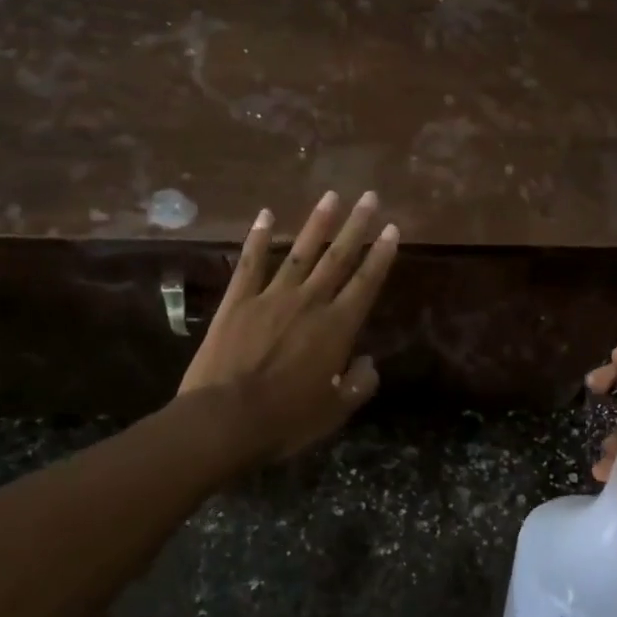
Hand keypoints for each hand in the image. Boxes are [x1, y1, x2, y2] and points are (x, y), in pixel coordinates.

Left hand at [179, 190, 397, 458]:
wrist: (224, 420)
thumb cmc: (285, 420)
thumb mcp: (334, 411)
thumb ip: (359, 384)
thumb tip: (368, 362)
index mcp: (337, 329)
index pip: (366, 283)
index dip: (381, 255)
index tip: (392, 229)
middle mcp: (309, 303)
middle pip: (338, 258)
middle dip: (356, 227)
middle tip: (369, 197)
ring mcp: (271, 298)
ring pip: (299, 252)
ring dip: (317, 223)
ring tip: (331, 196)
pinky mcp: (237, 302)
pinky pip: (250, 264)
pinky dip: (257, 238)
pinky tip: (264, 215)